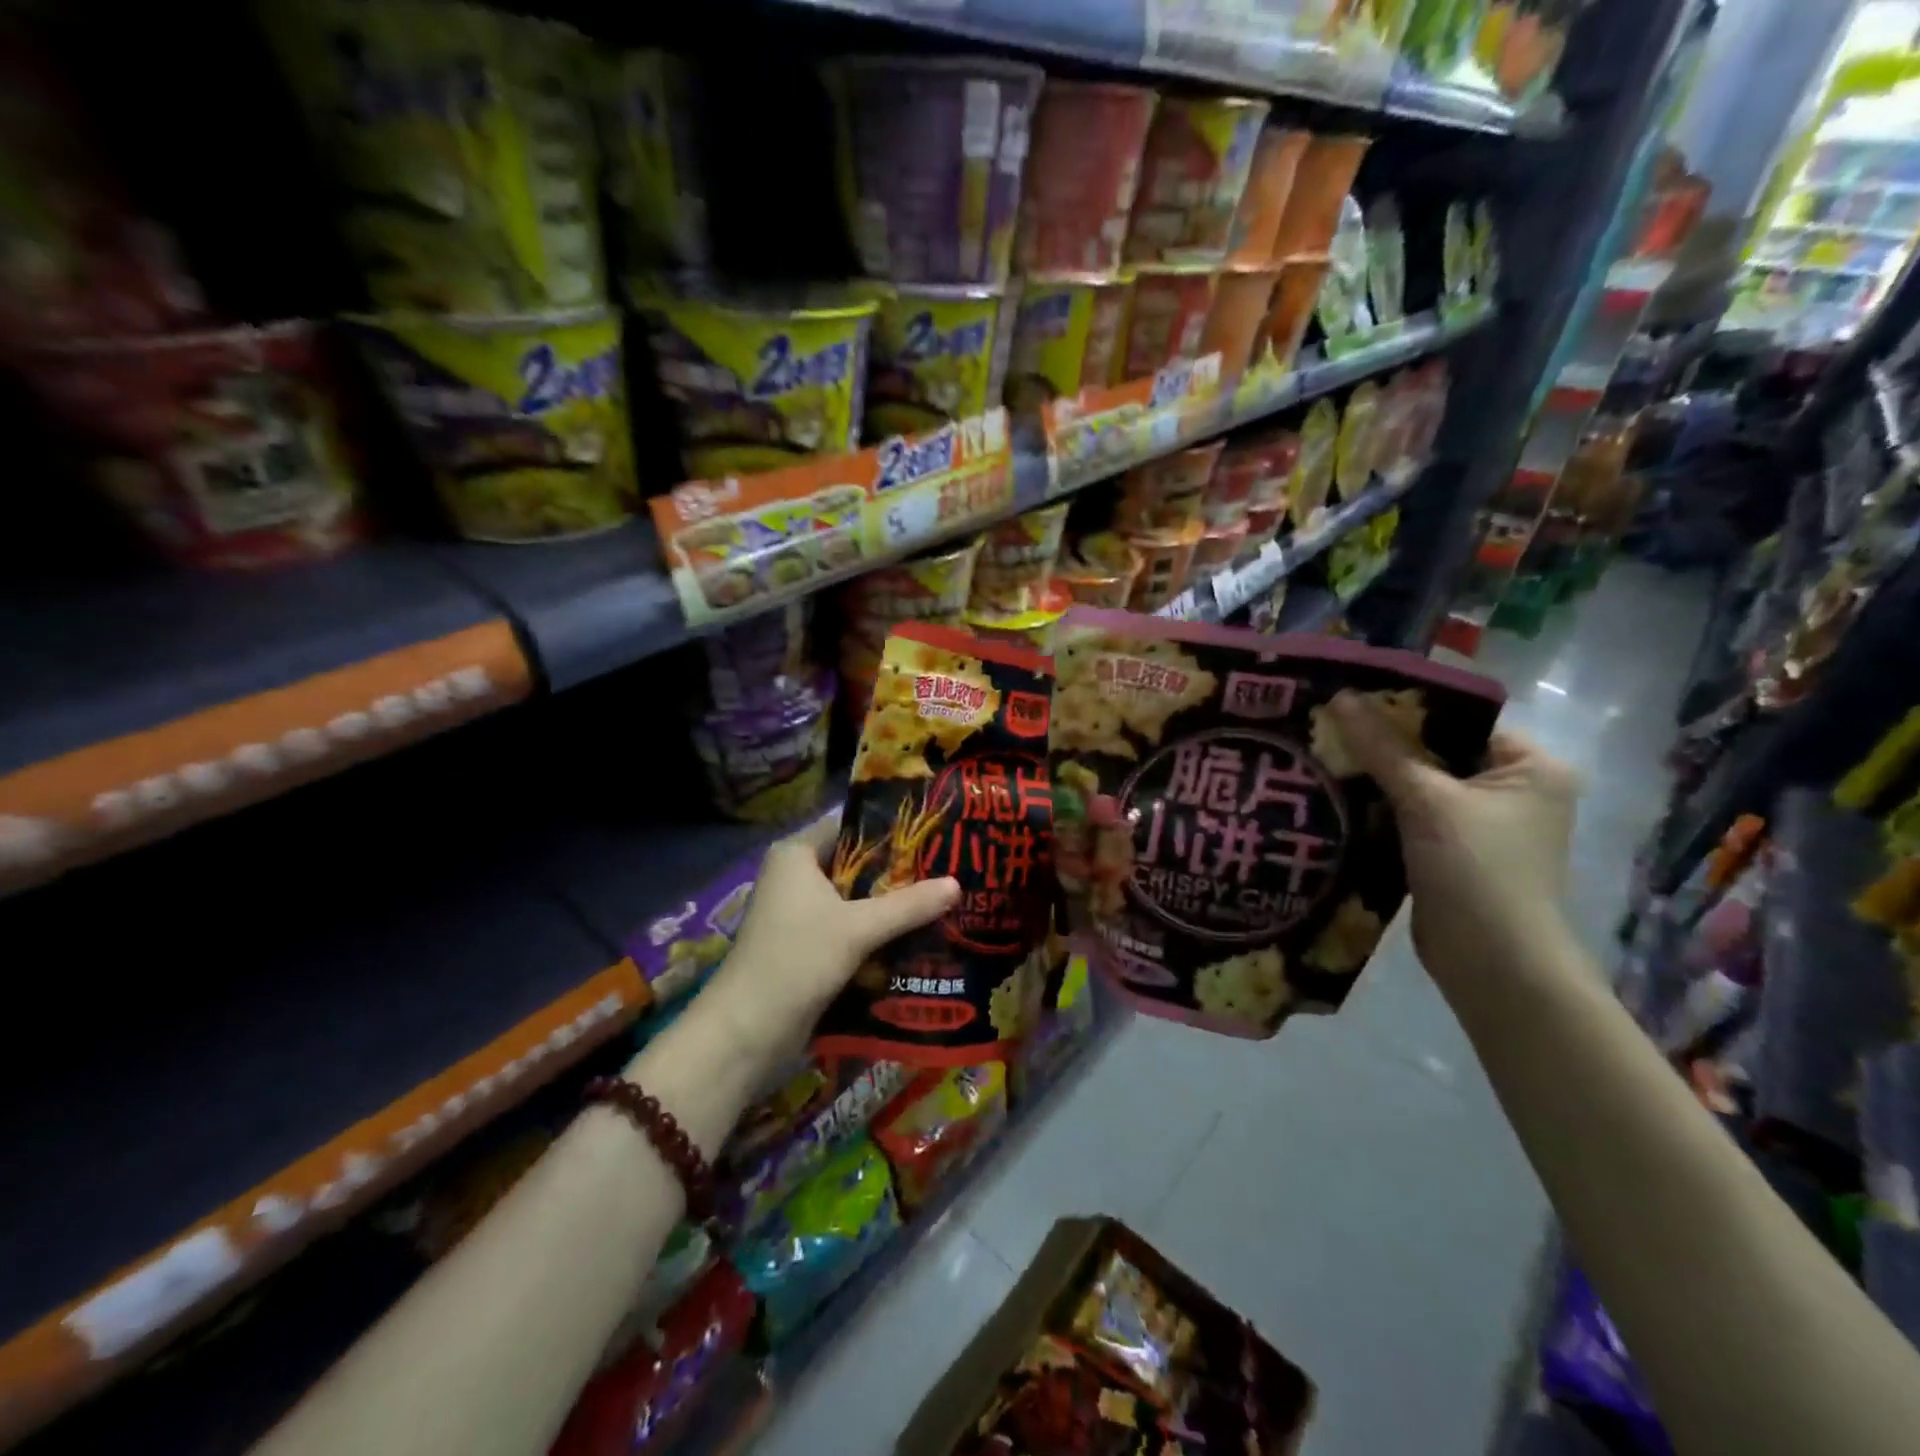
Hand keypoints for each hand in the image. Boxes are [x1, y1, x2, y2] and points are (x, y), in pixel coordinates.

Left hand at [701, 813, 960, 1062]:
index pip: (851, 825)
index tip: (934, 832)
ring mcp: (799, 913)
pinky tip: (916, 936)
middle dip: (898, 871)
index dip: (891, 827)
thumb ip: (908, 905)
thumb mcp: (858, 928)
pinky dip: (876, 931)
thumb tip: (957, 884)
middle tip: (948, 868)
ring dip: (890, 905)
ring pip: (855, 899)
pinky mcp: (806, 945)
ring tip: (942, 900)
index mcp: (797, 854)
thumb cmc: (797, 959)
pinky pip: (849, 927)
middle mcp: (795, 876)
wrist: (746, 1032)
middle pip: (856, 863)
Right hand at [1328, 691, 1578, 989]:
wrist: (1492, 964)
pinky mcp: (1452, 853)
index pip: (1461, 719)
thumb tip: (1339, 696)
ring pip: (1419, 785)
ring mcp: (1482, 825)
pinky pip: (1410, 815)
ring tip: (1322, 753)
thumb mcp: (1427, 801)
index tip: (1351, 698)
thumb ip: (1382, 749)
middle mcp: (1513, 790)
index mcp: (1530, 766)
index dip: (1407, 707)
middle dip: (1384, 742)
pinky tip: (1336, 794)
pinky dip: (1379, 807)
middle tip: (1328, 724)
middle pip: (1437, 751)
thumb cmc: (1477, 870)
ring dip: (1376, 776)